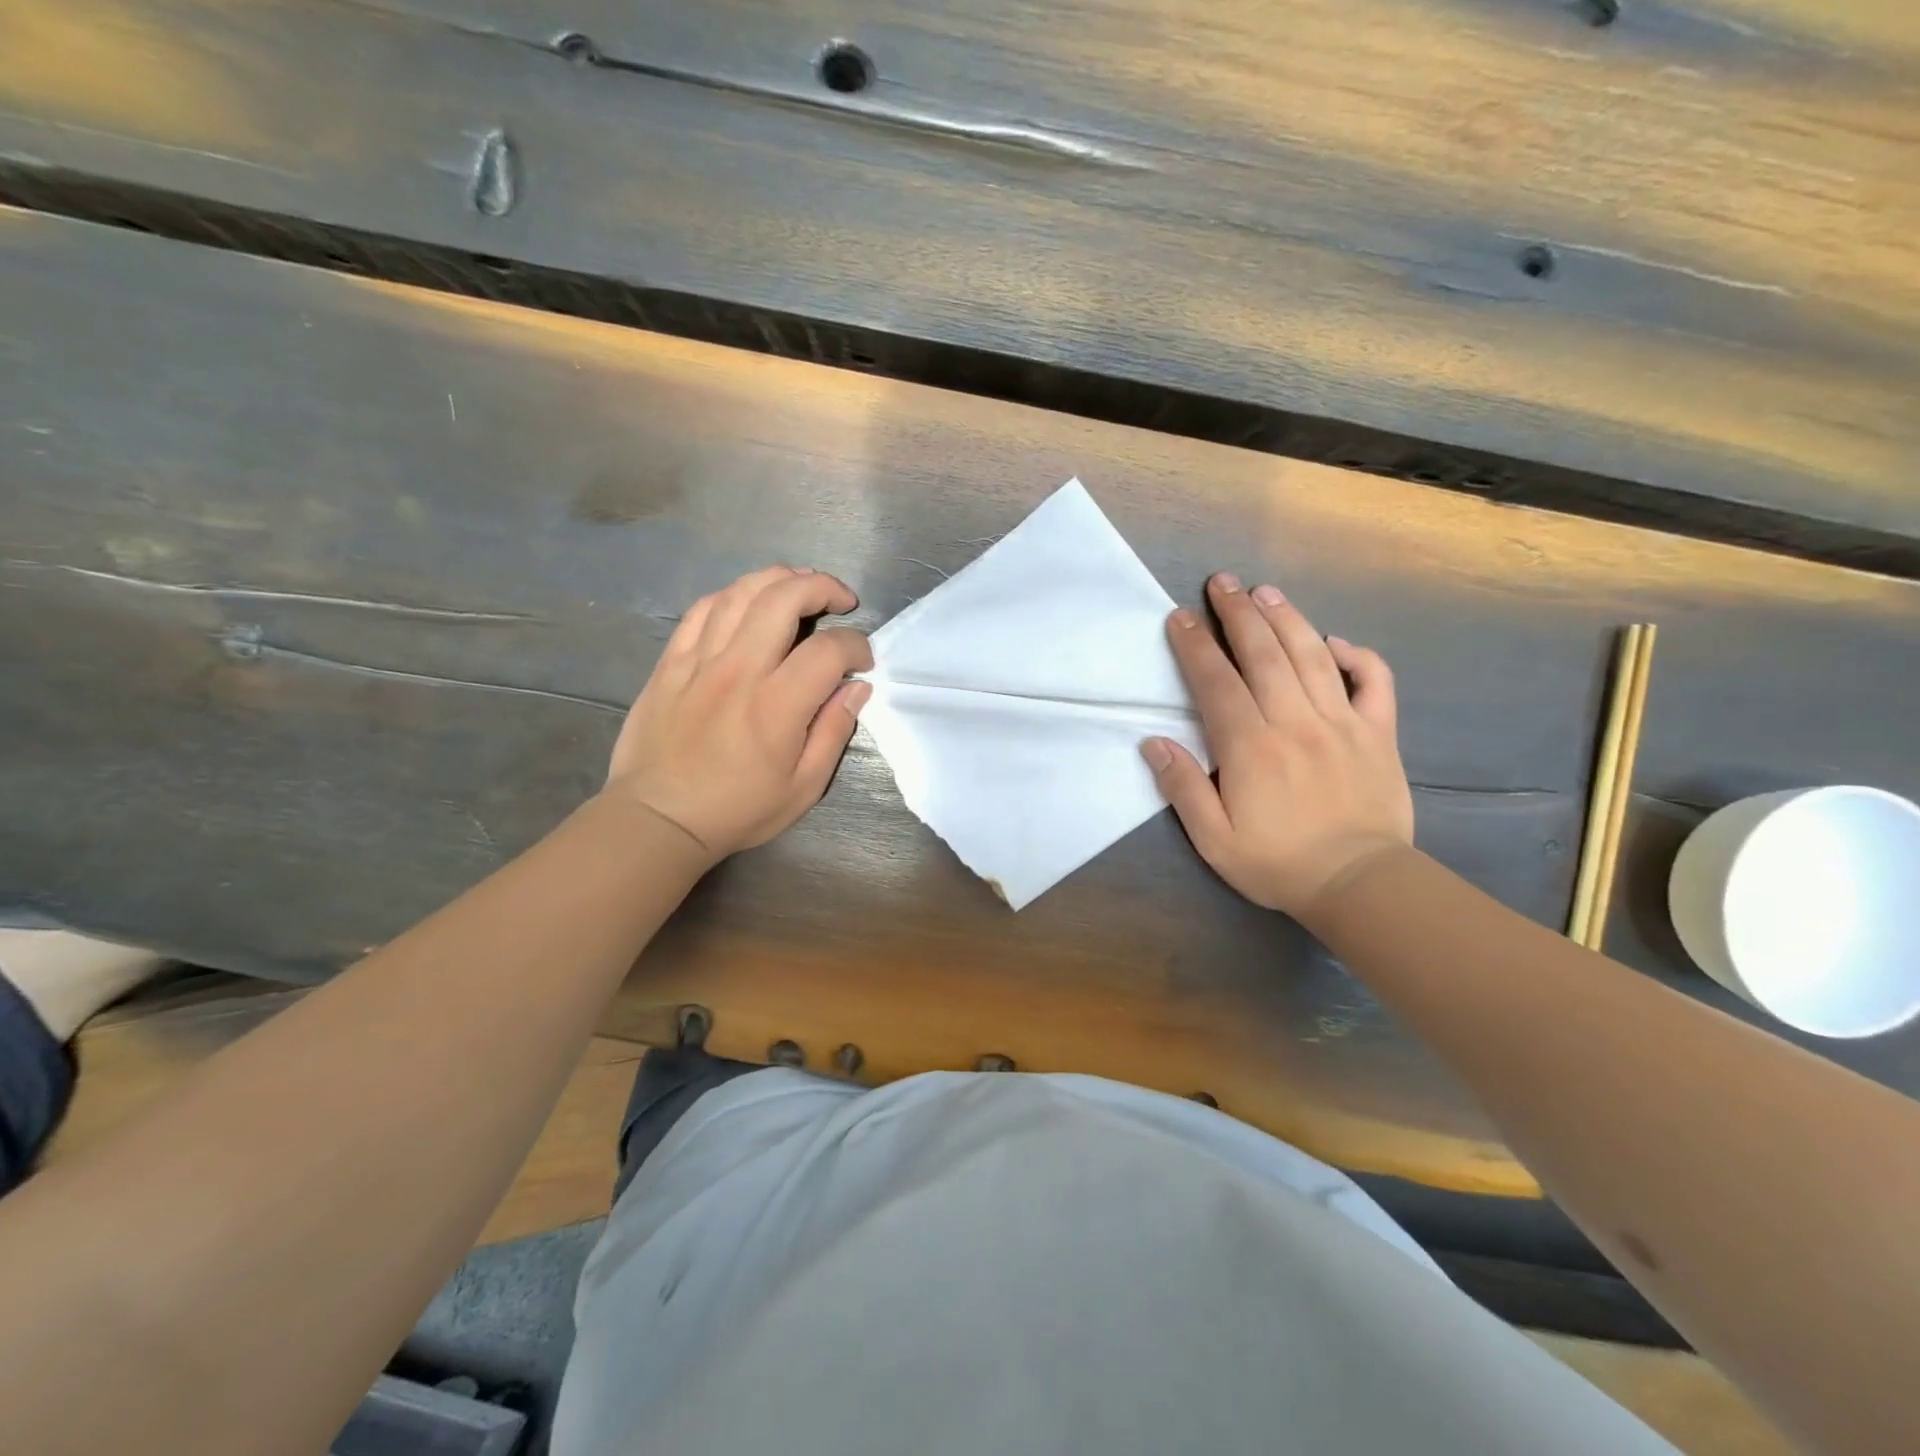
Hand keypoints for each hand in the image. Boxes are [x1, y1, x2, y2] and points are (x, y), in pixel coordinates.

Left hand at [606, 566, 871, 857]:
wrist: (658, 818)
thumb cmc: (738, 809)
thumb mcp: (803, 787)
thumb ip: (834, 732)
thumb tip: (856, 688)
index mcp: (777, 704)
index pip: (828, 649)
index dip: (857, 646)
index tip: (863, 662)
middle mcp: (739, 669)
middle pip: (784, 598)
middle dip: (823, 588)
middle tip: (842, 601)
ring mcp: (700, 660)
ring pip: (742, 592)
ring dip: (780, 580)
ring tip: (801, 588)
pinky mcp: (672, 661)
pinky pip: (702, 609)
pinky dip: (733, 595)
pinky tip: (749, 604)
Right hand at [1142, 572, 1412, 921]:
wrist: (1360, 884)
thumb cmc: (1277, 863)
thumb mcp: (1214, 839)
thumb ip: (1183, 788)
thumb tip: (1154, 742)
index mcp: (1250, 747)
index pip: (1216, 682)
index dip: (1195, 646)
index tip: (1179, 616)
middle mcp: (1294, 722)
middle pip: (1263, 654)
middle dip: (1237, 614)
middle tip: (1221, 582)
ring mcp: (1342, 722)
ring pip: (1311, 656)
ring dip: (1286, 618)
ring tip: (1264, 591)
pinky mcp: (1378, 733)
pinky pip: (1374, 681)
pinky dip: (1356, 655)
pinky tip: (1334, 643)